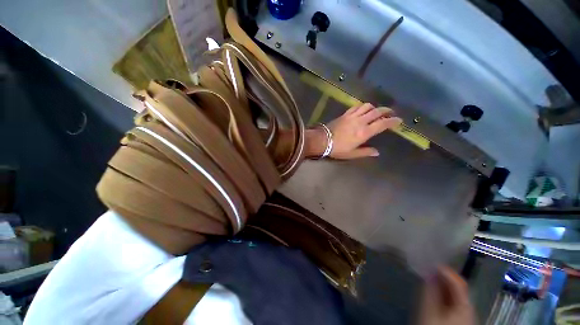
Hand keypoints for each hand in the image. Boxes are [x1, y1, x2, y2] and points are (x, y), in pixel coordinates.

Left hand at [305, 103, 401, 158]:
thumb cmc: (337, 149)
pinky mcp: (345, 114)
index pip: (382, 123)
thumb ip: (365, 152)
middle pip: (377, 112)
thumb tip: (377, 152)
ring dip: (374, 107)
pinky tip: (363, 109)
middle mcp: (360, 122)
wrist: (322, 140)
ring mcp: (352, 116)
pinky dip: (363, 106)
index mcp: (364, 132)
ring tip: (377, 111)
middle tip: (390, 113)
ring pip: (367, 106)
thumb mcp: (352, 154)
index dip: (392, 121)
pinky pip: (356, 106)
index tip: (399, 120)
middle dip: (386, 111)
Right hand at [418, 267, 475, 324]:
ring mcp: (465, 316)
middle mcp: (468, 310)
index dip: (447, 271)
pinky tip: (434, 293)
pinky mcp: (459, 321)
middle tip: (429, 269)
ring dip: (443, 286)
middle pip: (458, 289)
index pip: (459, 283)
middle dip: (444, 278)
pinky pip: (453, 303)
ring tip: (429, 278)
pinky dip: (443, 295)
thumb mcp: (430, 311)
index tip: (432, 262)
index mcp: (465, 306)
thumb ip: (430, 291)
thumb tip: (429, 273)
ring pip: (455, 296)